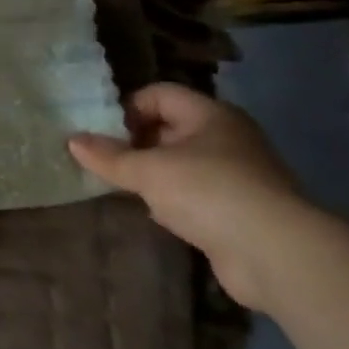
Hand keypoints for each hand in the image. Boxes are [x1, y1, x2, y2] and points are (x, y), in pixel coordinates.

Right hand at [68, 83, 317, 310]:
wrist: (276, 254)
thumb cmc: (209, 192)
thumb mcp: (148, 171)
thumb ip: (109, 157)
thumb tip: (72, 141)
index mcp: (210, 114)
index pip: (159, 94)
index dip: (128, 107)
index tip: (102, 132)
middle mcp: (228, 137)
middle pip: (171, 127)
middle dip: (136, 142)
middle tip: (104, 159)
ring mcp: (238, 175)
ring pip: (183, 164)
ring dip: (153, 174)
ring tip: (121, 186)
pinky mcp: (241, 211)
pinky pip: (196, 195)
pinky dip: (173, 200)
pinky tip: (154, 214)